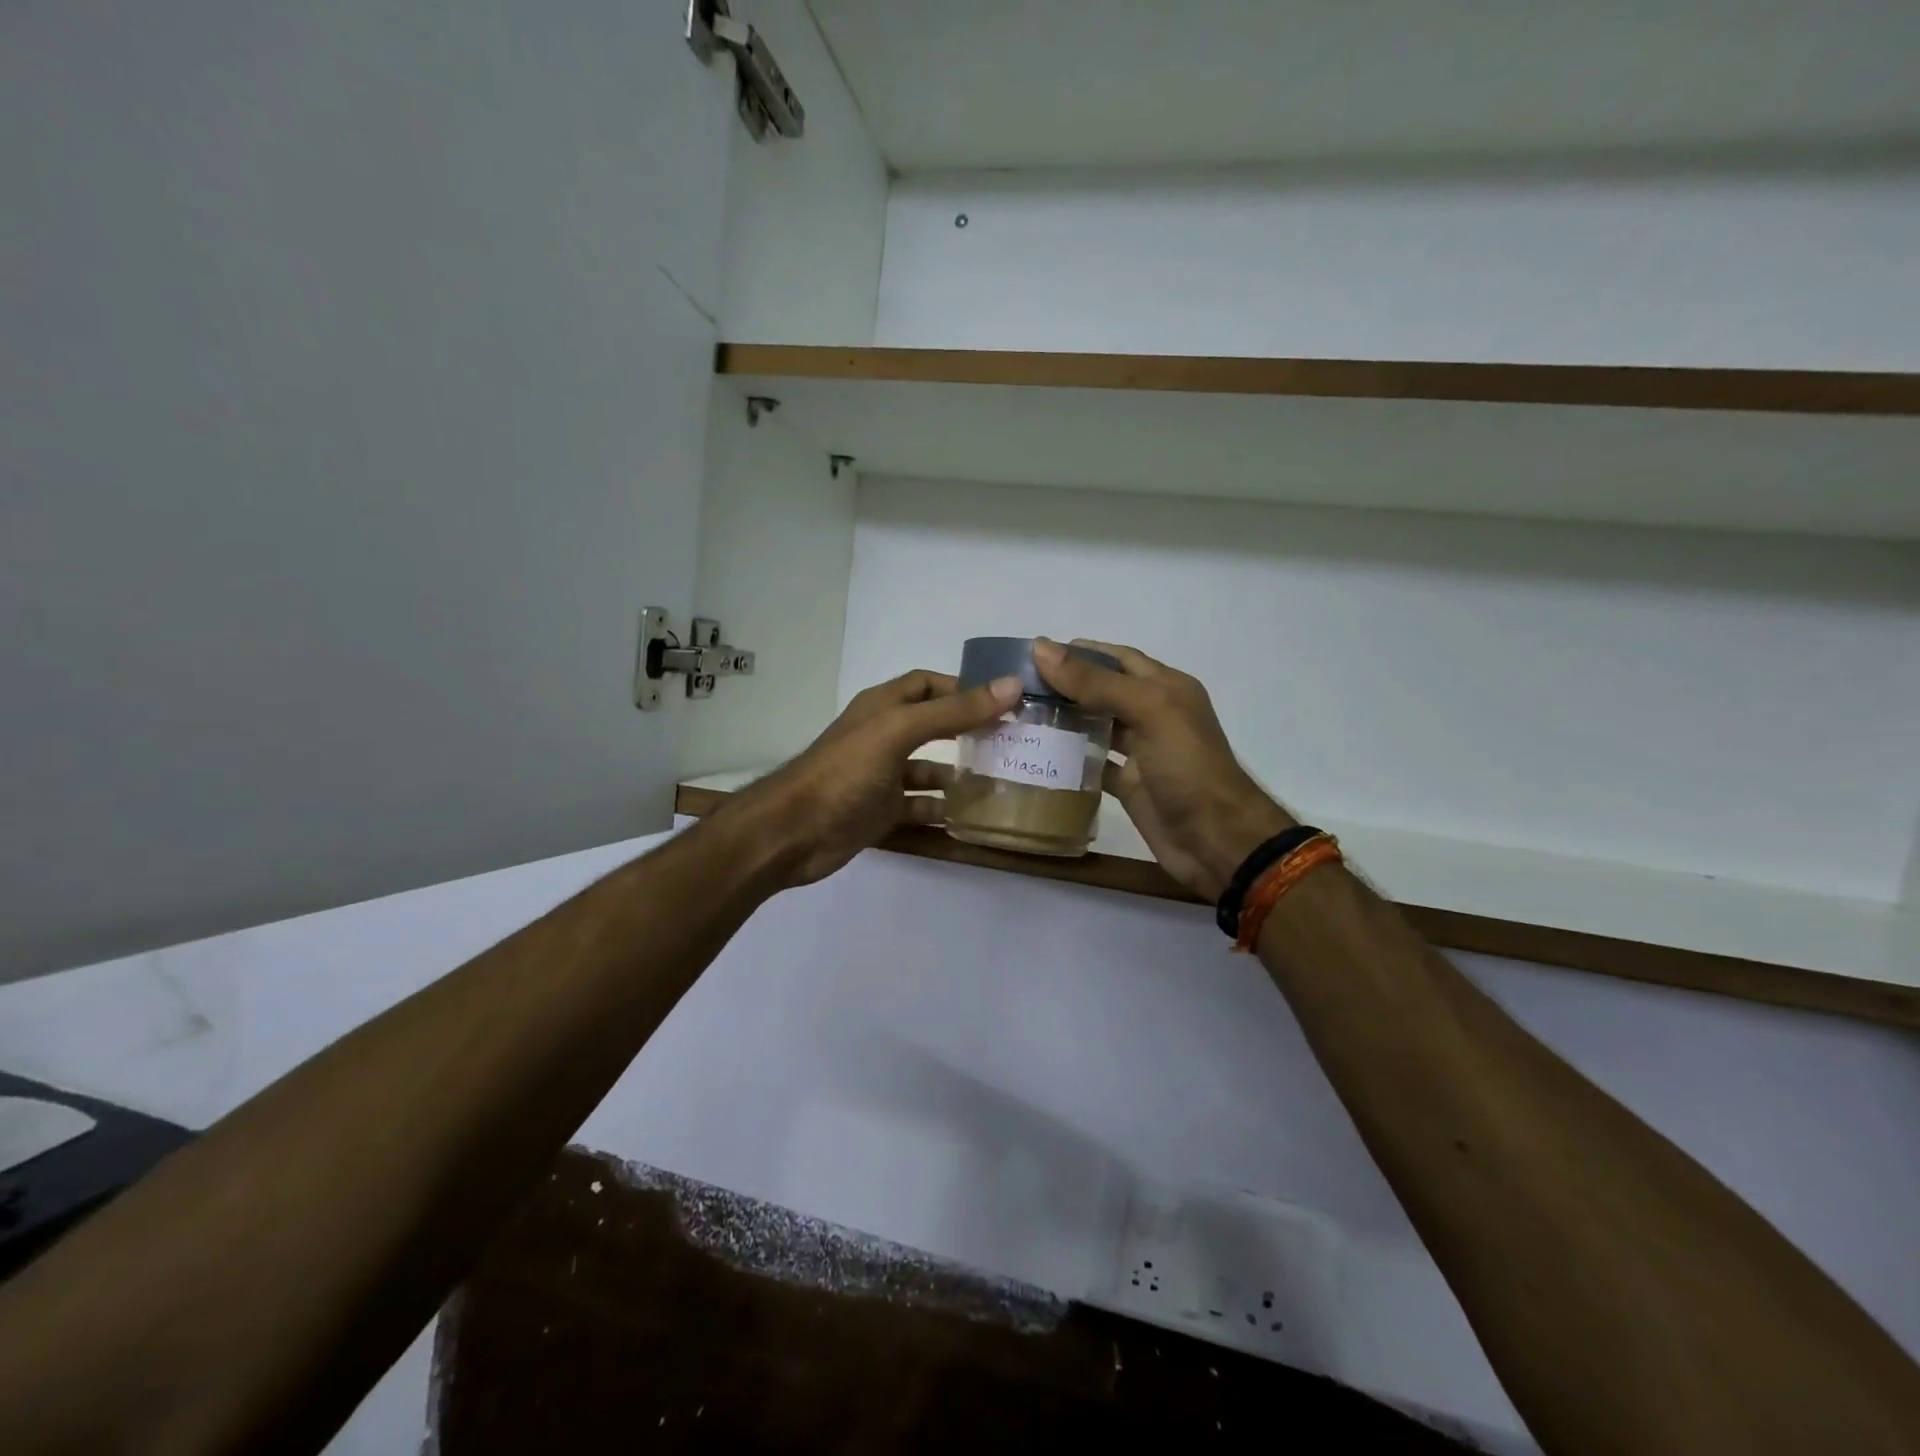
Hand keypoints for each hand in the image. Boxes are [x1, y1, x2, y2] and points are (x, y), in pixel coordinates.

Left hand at [735, 669, 1020, 886]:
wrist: (794, 832)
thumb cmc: (845, 771)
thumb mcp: (900, 731)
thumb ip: (954, 711)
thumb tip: (1011, 685)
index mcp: (883, 707)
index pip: (929, 684)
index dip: (964, 688)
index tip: (1005, 702)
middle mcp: (884, 736)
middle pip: (934, 726)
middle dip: (969, 731)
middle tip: (1011, 742)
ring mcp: (882, 776)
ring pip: (929, 769)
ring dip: (959, 774)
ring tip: (1000, 782)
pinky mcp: (881, 811)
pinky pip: (919, 806)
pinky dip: (941, 809)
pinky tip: (969, 817)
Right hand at [1032, 639, 1293, 901]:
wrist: (1216, 840)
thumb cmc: (1187, 767)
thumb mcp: (1147, 711)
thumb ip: (1095, 681)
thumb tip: (1041, 647)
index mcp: (1165, 687)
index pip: (1117, 658)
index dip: (1079, 652)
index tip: (1033, 654)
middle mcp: (1153, 714)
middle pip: (1103, 690)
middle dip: (1066, 685)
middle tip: (1018, 687)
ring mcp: (1141, 752)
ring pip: (1097, 726)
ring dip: (1064, 720)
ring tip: (1020, 715)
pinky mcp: (1129, 785)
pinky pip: (1094, 765)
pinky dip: (1070, 759)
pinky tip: (1038, 754)